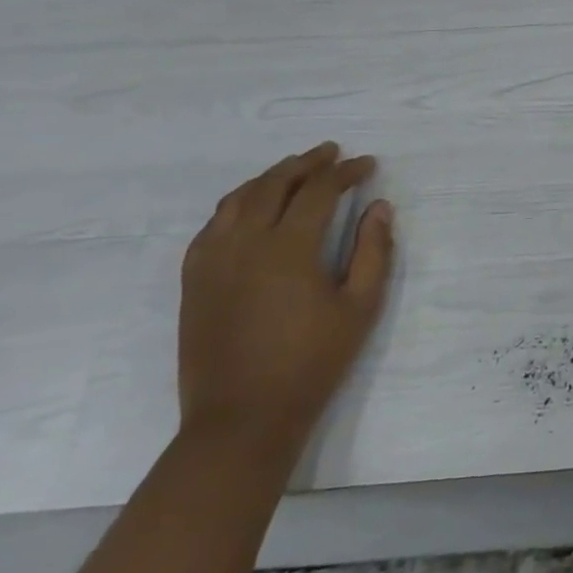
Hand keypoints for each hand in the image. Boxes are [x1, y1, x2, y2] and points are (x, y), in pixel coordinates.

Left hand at [178, 143, 395, 460]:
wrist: (242, 419)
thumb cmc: (312, 362)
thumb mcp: (360, 307)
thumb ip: (373, 251)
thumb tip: (378, 207)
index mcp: (288, 248)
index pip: (318, 190)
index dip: (345, 172)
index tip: (368, 165)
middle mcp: (245, 243)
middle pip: (274, 184)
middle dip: (307, 163)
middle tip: (332, 153)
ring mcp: (212, 261)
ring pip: (238, 199)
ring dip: (269, 177)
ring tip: (294, 170)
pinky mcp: (194, 281)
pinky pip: (212, 225)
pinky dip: (236, 204)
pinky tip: (250, 208)